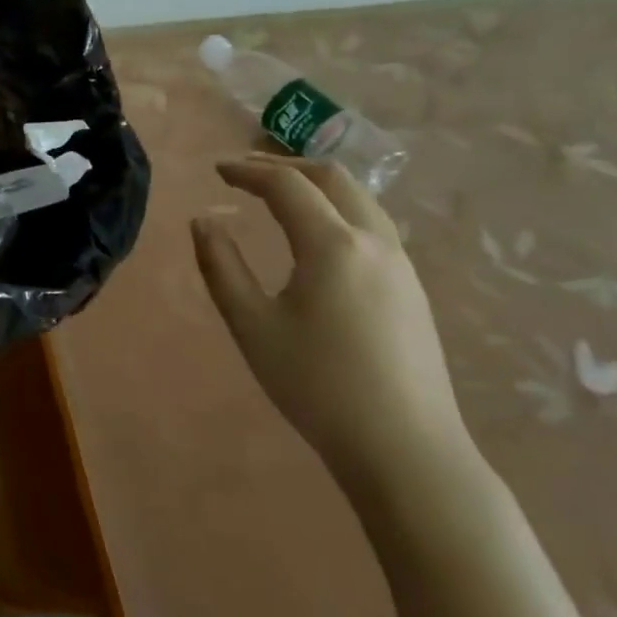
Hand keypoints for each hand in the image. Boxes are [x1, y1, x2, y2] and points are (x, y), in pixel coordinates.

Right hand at [190, 155, 469, 494]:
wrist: (406, 450)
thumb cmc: (318, 385)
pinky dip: (338, 208)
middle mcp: (374, 241)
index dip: (248, 170)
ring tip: (281, 194)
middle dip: (286, 166)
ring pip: (360, 198)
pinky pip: (373, 224)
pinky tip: (319, 236)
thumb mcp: (252, 325)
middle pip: (333, 177)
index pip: (286, 185)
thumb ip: (221, 266)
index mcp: (333, 245)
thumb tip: (204, 222)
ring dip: (317, 184)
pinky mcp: (412, 289)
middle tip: (247, 173)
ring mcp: (401, 265)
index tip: (217, 170)